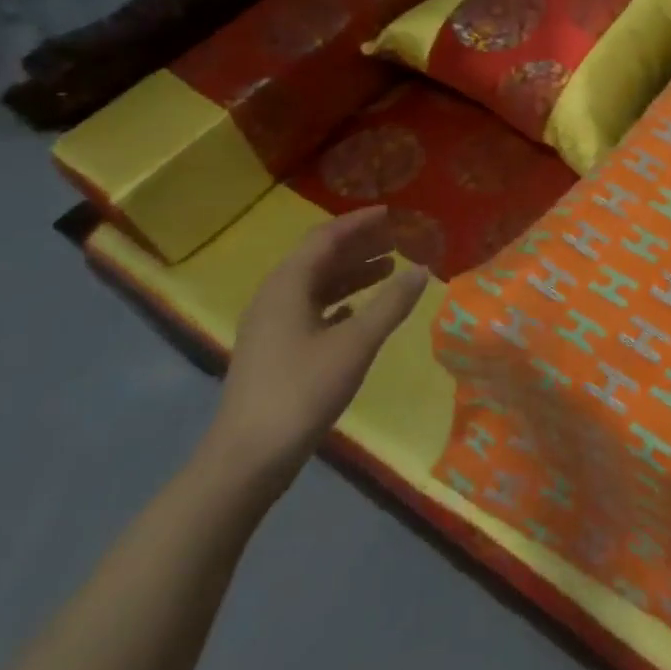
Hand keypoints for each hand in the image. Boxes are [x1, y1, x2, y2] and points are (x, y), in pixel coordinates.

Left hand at [204, 207, 430, 490]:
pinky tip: (358, 310)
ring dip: (351, 273)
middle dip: (358, 246)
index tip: (391, 212)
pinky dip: (339, 301)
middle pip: (319, 258)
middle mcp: (275, 297)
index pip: (325, 238)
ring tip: (389, 269)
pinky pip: (311, 309)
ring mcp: (271, 326)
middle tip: (397, 238)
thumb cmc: (302, 390)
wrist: (248, 457)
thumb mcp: (356, 344)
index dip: (358, 222)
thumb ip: (391, 304)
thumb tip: (422, 269)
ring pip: (316, 285)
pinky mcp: (274, 351)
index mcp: (288, 286)